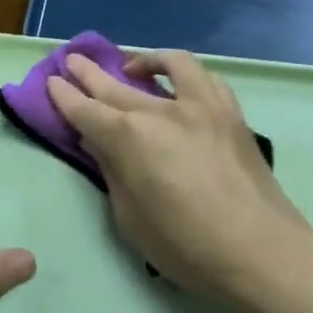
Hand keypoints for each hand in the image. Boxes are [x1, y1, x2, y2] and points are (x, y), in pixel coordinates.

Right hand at [47, 50, 312, 306]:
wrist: (260, 251)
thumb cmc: (185, 246)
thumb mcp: (130, 217)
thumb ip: (112, 171)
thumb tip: (98, 141)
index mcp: (130, 138)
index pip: (87, 110)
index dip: (65, 96)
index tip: (52, 82)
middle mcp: (162, 111)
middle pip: (116, 84)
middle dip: (89, 73)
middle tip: (72, 61)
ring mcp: (202, 106)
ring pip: (169, 65)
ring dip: (144, 60)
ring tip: (131, 66)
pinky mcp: (231, 113)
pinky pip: (206, 78)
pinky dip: (185, 74)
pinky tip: (179, 84)